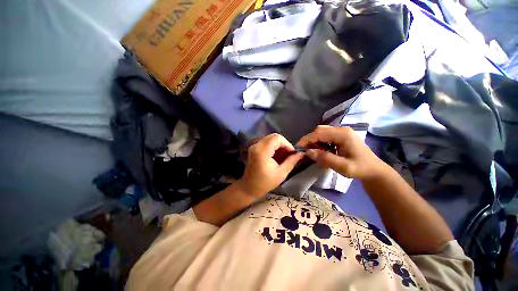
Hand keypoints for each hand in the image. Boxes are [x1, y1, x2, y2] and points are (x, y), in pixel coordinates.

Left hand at [237, 133, 303, 197]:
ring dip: (278, 145)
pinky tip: (276, 156)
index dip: (287, 144)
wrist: (249, 187)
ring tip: (283, 156)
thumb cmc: (265, 183)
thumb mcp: (281, 173)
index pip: (277, 138)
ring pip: (270, 139)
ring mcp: (254, 146)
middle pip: (273, 137)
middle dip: (283, 144)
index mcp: (262, 151)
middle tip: (288, 154)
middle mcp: (257, 146)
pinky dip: (273, 147)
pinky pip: (266, 143)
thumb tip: (301, 154)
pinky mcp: (254, 148)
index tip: (292, 154)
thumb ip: (291, 161)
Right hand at [298, 125, 388, 180]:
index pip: (319, 133)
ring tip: (313, 151)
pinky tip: (321, 150)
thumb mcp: (343, 167)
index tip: (298, 147)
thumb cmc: (360, 169)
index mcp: (343, 134)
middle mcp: (342, 129)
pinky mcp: (341, 136)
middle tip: (306, 151)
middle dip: (310, 139)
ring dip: (314, 141)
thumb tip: (308, 152)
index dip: (307, 139)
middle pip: (320, 130)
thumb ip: (325, 158)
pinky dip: (320, 142)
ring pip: (322, 132)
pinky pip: (326, 135)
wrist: (374, 170)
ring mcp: (342, 132)